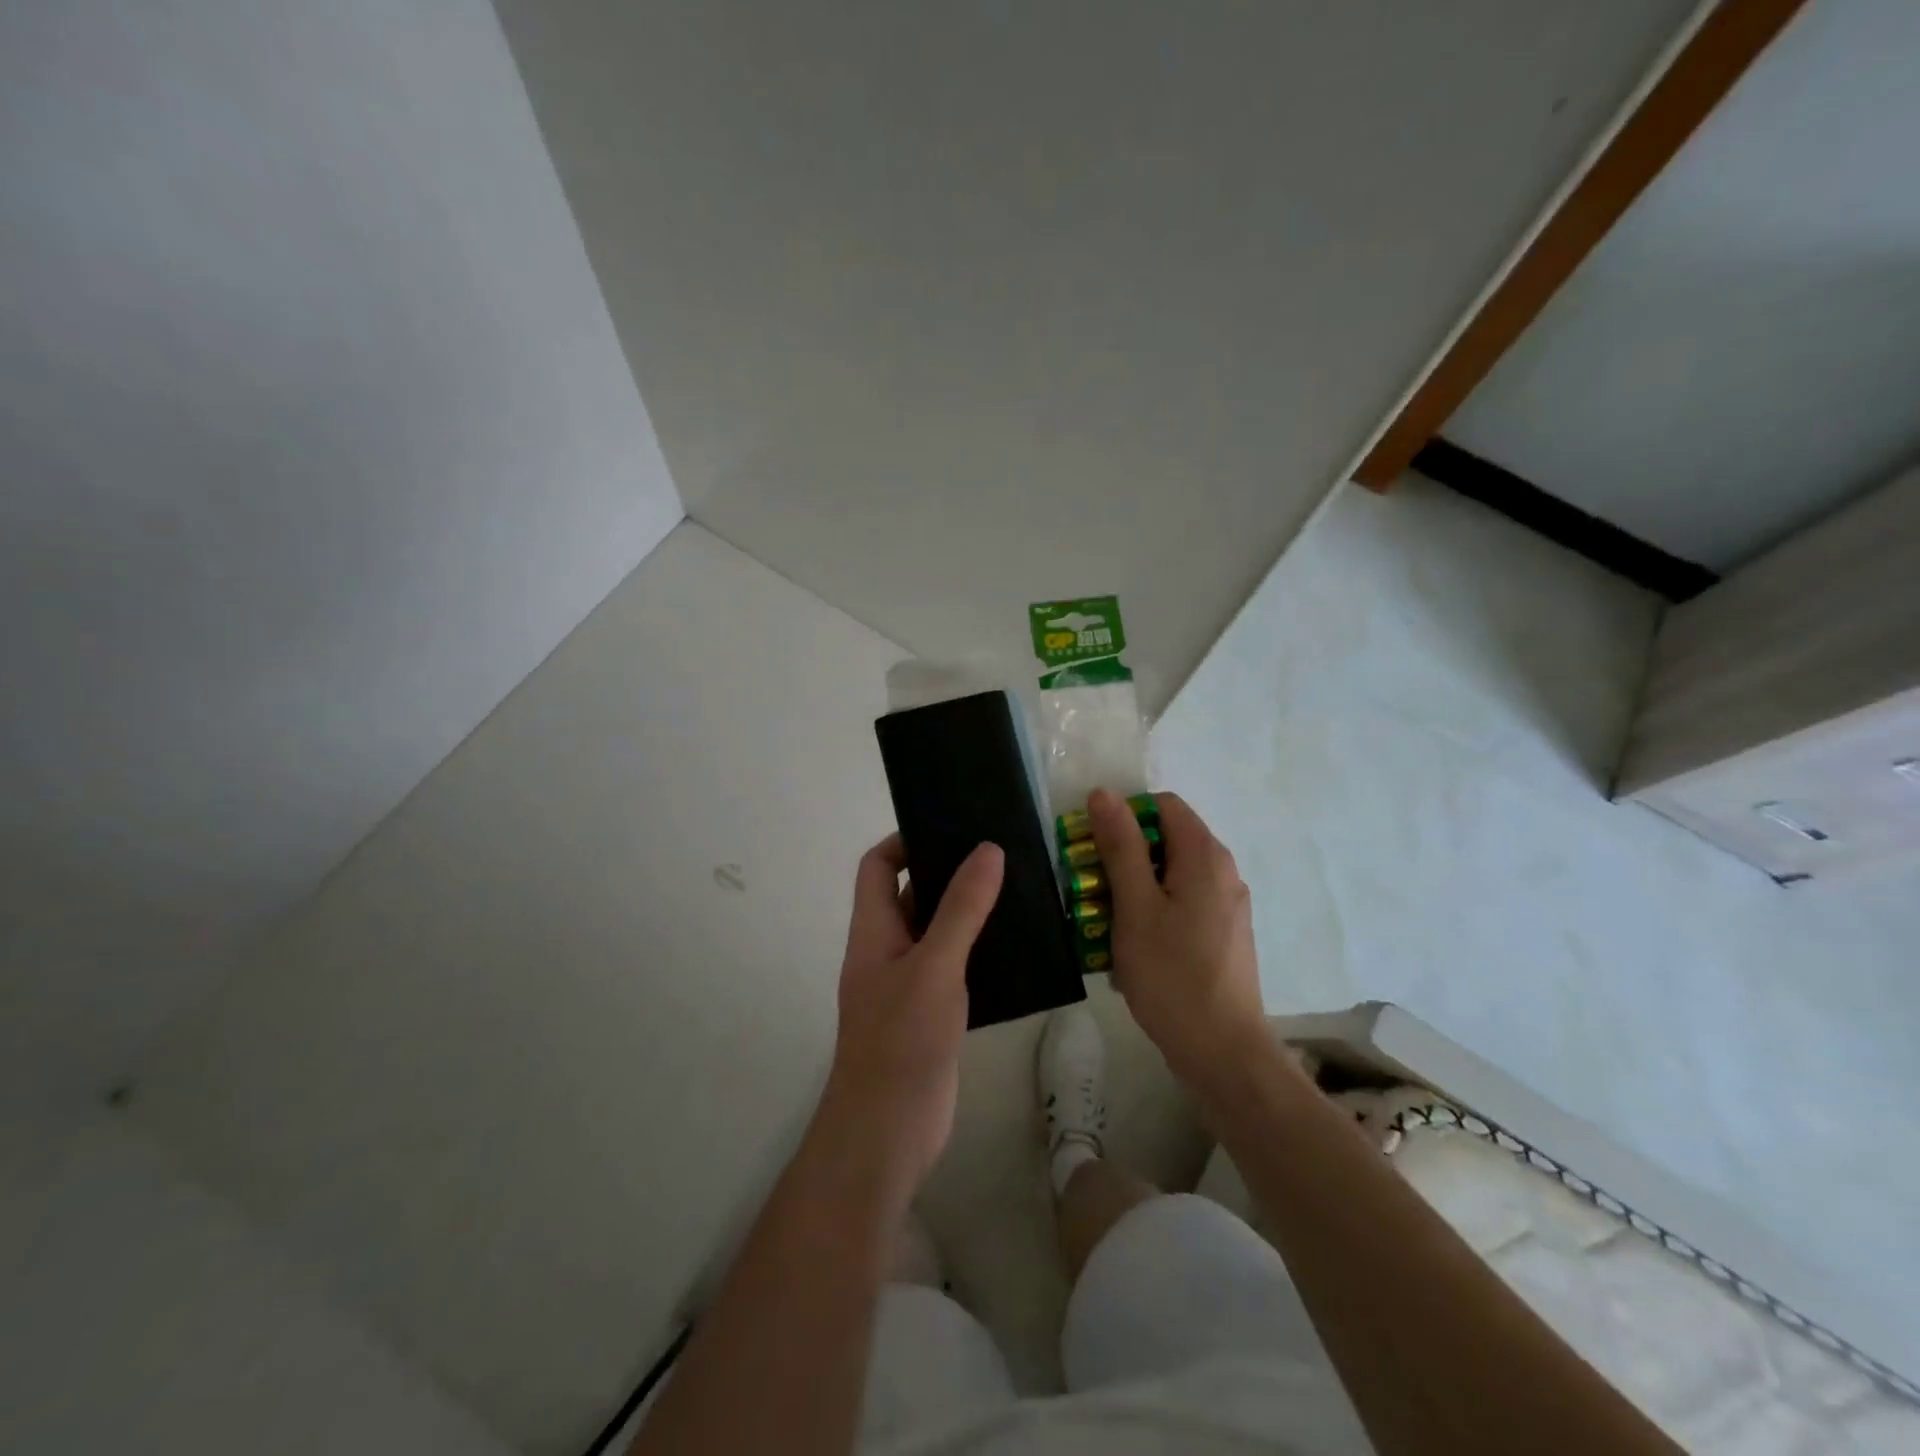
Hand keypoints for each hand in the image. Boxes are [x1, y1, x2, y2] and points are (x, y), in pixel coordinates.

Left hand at [815, 834, 1003, 1203]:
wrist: (888, 1131)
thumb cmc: (901, 1039)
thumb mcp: (935, 966)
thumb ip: (961, 909)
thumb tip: (988, 850)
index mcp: (873, 930)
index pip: (876, 867)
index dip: (903, 841)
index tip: (949, 829)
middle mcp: (887, 950)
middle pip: (910, 894)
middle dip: (947, 872)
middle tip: (998, 854)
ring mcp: (909, 983)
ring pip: (936, 931)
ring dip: (967, 912)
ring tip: (1016, 890)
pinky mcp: (932, 1012)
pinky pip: (953, 966)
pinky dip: (977, 950)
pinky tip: (1015, 946)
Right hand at [1088, 788, 1266, 1086]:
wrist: (1222, 1051)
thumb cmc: (1172, 974)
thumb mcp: (1135, 906)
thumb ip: (1120, 846)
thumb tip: (1104, 793)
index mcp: (1205, 856)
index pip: (1162, 805)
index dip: (1123, 816)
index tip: (1092, 848)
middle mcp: (1223, 872)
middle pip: (1165, 840)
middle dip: (1122, 857)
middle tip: (1089, 889)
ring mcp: (1226, 906)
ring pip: (1170, 876)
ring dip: (1133, 889)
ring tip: (1104, 923)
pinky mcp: (1223, 935)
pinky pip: (1181, 905)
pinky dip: (1152, 913)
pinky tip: (1131, 948)